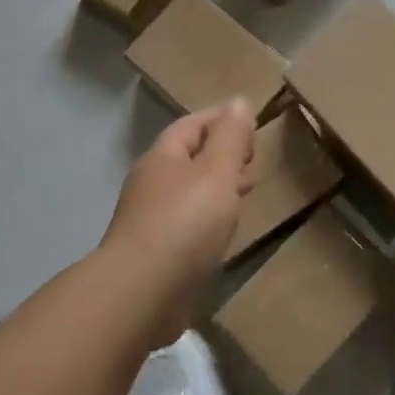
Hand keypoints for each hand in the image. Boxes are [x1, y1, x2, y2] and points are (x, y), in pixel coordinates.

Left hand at [100, 99, 256, 335]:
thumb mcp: (217, 172)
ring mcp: (149, 220)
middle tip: (253, 159)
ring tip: (245, 194)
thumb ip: (230, 138)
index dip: (221, 119)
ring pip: (189, 193)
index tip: (250, 122)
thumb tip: (238, 101)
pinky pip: (186, 224)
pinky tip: (224, 233)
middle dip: (221, 154)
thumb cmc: (184, 223)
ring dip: (216, 188)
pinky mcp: (155, 253)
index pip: (192, 125)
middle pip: (189, 158)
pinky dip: (208, 219)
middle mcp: (151, 184)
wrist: (142, 293)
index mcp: (162, 157)